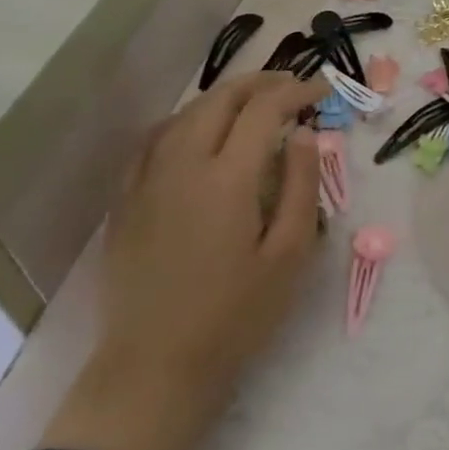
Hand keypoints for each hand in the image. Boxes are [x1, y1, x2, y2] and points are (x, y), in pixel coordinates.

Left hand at [42, 71, 324, 449]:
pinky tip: (198, 130)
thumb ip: (302, 186)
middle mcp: (182, 164)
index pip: (264, 110)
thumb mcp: (290, 254)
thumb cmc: (236, 315)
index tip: (322, 91)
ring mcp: (146, 180)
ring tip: (253, 102)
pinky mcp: (126, 201)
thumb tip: (304, 135)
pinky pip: (154, 139)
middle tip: (292, 86)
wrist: (155, 367)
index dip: (296, 91)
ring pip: (185, 113)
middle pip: (220, 99)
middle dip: (260, 82)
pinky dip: (185, 120)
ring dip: (223, 97)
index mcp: (227, 178)